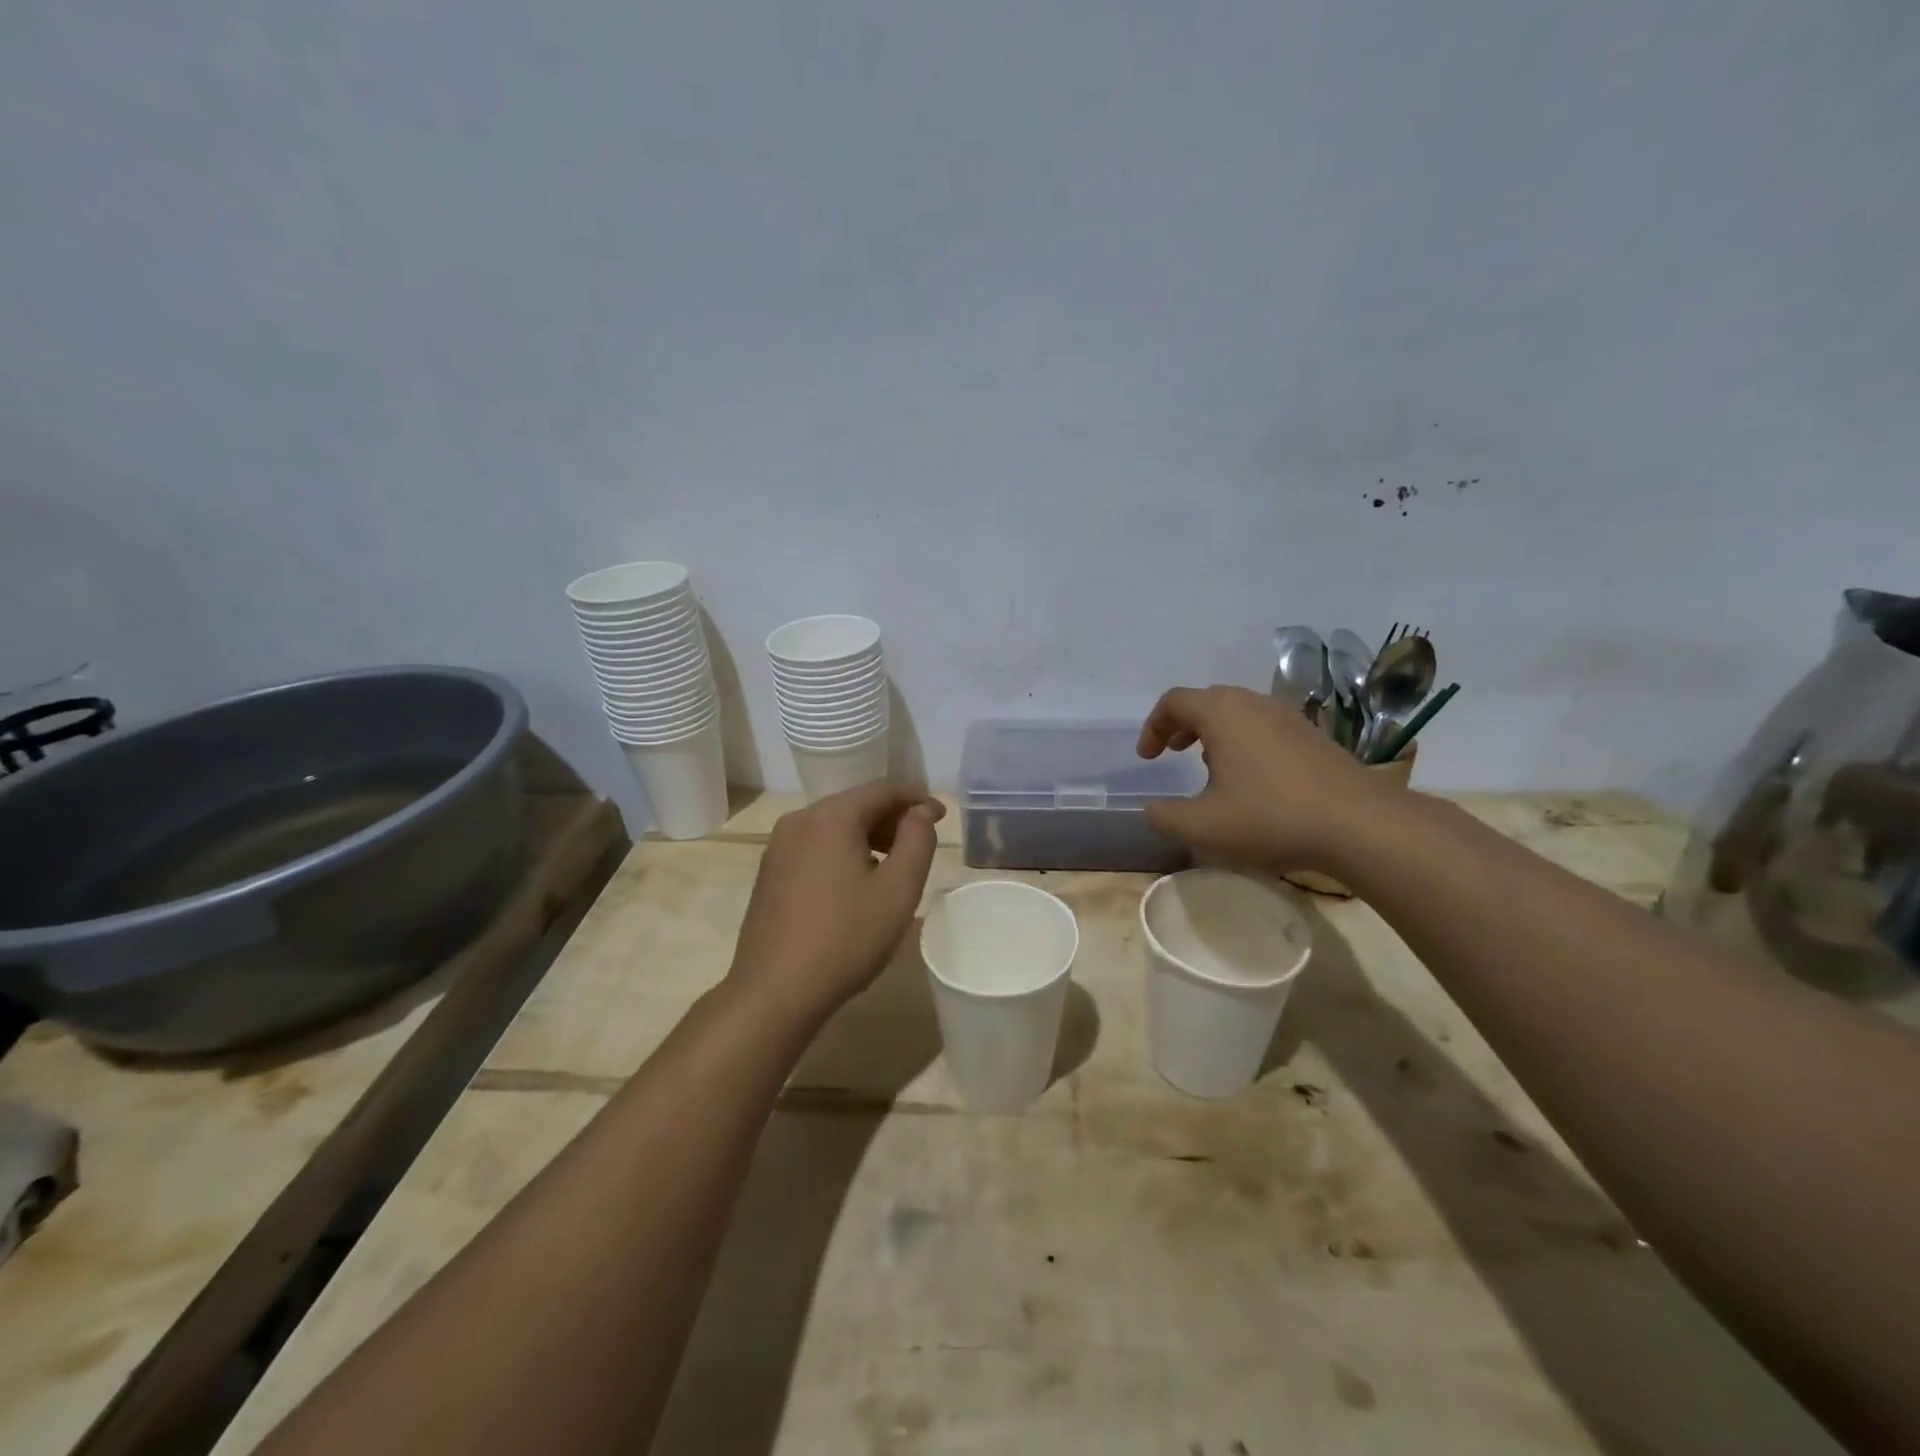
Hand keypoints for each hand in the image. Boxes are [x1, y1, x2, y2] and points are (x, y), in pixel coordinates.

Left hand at [728, 781, 943, 1025]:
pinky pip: (815, 846)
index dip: (917, 799)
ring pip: (834, 826)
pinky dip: (843, 851)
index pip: (882, 790)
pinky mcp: (769, 871)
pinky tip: (857, 882)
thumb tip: (919, 812)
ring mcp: (779, 846)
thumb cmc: (845, 939)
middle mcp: (800, 820)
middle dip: (892, 818)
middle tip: (921, 842)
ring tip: (894, 865)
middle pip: (856, 804)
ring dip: (868, 836)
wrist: (774, 991)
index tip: (941, 817)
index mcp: (831, 817)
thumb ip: (917, 842)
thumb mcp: (897, 891)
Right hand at [1137, 684, 1393, 871]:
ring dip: (1214, 732)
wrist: (1360, 824)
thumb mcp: (1203, 826)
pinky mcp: (1313, 736)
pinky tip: (1251, 779)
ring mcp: (1288, 718)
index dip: (1152, 726)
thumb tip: (1151, 809)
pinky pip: (1265, 726)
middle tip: (1172, 753)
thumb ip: (1165, 817)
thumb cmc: (1271, 817)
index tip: (1148, 758)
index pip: (1174, 701)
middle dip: (1182, 724)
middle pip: (1207, 700)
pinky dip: (1244, 741)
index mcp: (1222, 714)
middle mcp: (1253, 704)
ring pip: (1238, 712)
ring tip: (1208, 766)